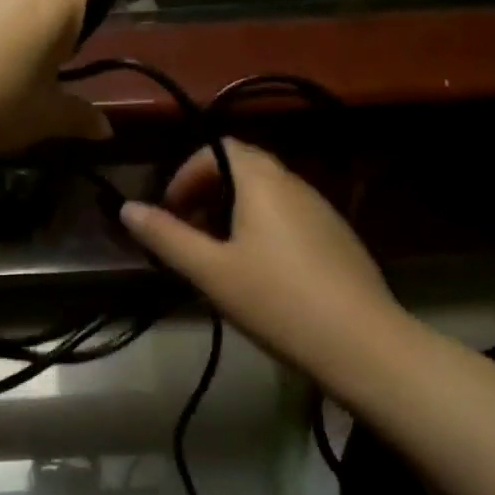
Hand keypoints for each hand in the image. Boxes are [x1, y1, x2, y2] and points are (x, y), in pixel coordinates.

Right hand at [121, 139, 411, 381]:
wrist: (367, 347)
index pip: (216, 147)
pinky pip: (290, 215)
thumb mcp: (211, 272)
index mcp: (261, 179)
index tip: (172, 210)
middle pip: (241, 166)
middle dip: (208, 191)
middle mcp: (293, 182)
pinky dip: (264, 226)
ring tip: (220, 256)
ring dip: (235, 210)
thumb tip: (127, 208)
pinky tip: (263, 274)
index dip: (187, 173)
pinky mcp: (339, 237)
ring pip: (267, 192)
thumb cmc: (278, 300)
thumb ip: (167, 237)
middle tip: (190, 232)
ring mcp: (321, 209)